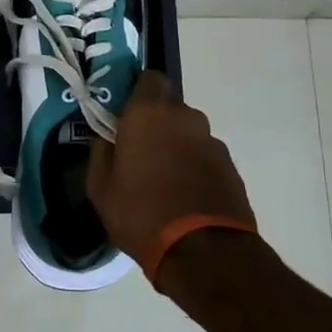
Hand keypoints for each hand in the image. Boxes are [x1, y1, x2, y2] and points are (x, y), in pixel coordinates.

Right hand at [88, 71, 256, 263]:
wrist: (205, 253)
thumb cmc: (142, 213)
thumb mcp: (101, 187)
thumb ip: (101, 153)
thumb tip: (106, 138)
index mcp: (149, 113)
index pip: (149, 78)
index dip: (138, 93)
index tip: (125, 116)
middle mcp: (185, 117)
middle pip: (169, 108)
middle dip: (156, 125)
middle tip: (140, 153)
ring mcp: (212, 142)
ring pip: (188, 134)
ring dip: (177, 148)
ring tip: (164, 183)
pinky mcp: (231, 167)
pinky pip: (204, 157)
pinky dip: (194, 169)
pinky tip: (185, 198)